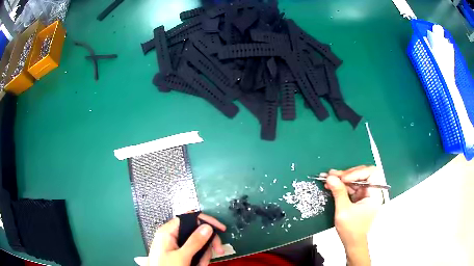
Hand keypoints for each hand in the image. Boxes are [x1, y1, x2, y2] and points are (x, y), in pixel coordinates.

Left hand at [148, 213, 225, 265]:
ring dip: (203, 254)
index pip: (189, 218)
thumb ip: (194, 241)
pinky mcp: (178, 254)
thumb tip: (207, 226)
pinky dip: (199, 259)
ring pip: (197, 244)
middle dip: (207, 243)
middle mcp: (171, 236)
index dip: (205, 221)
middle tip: (219, 250)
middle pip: (195, 232)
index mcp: (168, 232)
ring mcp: (175, 246)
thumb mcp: (181, 256)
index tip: (220, 229)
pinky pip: (193, 252)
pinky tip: (198, 265)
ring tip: (200, 264)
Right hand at [325, 166, 382, 264]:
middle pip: (363, 174)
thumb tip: (331, 177)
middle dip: (347, 174)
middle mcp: (372, 192)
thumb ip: (338, 192)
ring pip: (356, 180)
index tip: (343, 179)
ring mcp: (366, 195)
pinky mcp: (360, 198)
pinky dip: (342, 186)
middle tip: (333, 175)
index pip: (371, 173)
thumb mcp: (343, 211)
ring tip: (329, 178)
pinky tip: (333, 184)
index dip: (357, 172)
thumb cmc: (351, 230)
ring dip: (342, 179)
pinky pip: (352, 187)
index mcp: (374, 194)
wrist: (352, 243)